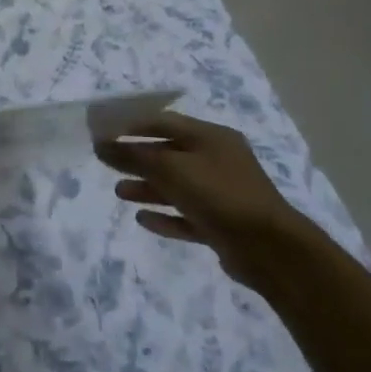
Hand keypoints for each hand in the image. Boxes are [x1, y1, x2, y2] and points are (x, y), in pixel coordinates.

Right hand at [94, 111, 311, 290]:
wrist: (270, 249)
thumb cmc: (218, 194)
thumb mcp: (170, 168)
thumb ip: (133, 156)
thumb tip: (101, 145)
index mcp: (211, 137)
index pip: (165, 122)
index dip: (132, 125)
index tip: (104, 133)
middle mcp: (218, 160)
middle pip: (169, 154)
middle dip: (138, 159)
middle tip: (107, 164)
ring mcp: (222, 194)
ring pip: (177, 186)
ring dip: (147, 188)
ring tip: (120, 193)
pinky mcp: (223, 224)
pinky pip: (187, 216)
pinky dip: (165, 216)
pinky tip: (142, 219)